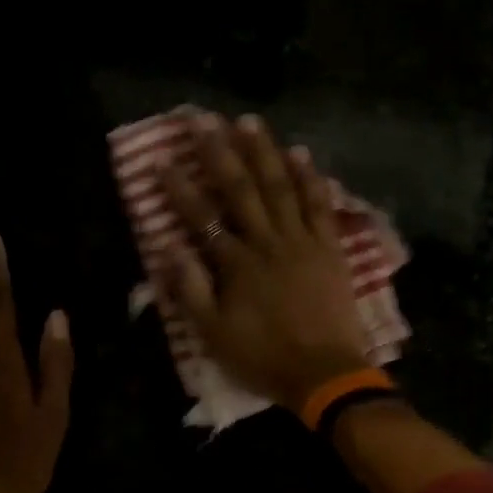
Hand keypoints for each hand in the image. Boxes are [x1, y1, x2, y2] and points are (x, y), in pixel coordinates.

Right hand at [162, 113, 370, 412]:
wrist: (325, 373)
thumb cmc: (263, 357)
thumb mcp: (214, 334)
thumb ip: (190, 289)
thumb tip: (167, 248)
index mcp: (237, 264)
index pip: (202, 217)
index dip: (179, 188)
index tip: (162, 159)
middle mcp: (268, 242)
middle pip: (241, 190)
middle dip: (219, 152)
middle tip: (203, 120)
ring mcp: (302, 241)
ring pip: (281, 187)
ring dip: (264, 152)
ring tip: (249, 121)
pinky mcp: (330, 248)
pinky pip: (320, 206)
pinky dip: (310, 179)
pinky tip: (301, 154)